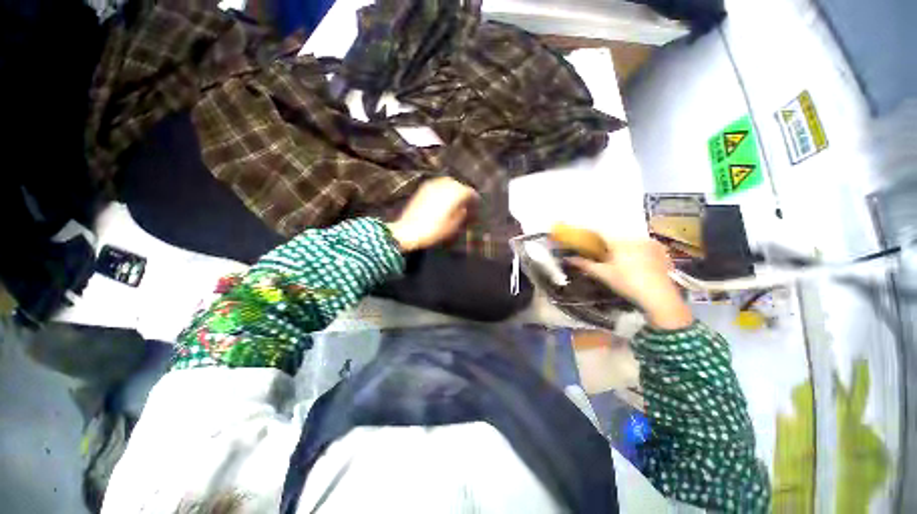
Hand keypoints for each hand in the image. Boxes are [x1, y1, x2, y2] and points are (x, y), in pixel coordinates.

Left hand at [387, 177, 477, 252]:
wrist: (408, 231)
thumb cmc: (434, 231)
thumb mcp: (453, 226)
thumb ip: (463, 214)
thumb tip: (466, 207)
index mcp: (454, 194)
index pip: (470, 192)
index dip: (475, 199)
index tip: (477, 206)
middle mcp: (444, 185)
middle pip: (459, 185)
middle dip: (464, 193)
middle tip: (466, 204)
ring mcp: (432, 185)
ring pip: (448, 183)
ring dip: (454, 190)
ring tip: (455, 202)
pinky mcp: (423, 189)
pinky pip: (438, 185)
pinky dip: (444, 190)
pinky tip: (443, 200)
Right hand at [568, 239, 692, 329]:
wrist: (659, 297)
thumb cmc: (627, 283)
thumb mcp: (603, 275)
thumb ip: (585, 265)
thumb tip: (568, 258)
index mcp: (619, 241)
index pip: (600, 231)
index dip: (590, 233)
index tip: (583, 236)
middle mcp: (634, 238)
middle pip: (615, 236)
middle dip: (606, 242)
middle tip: (600, 251)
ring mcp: (650, 243)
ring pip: (630, 240)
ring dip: (622, 245)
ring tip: (618, 257)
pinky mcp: (660, 251)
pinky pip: (643, 245)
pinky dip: (636, 249)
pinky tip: (635, 260)